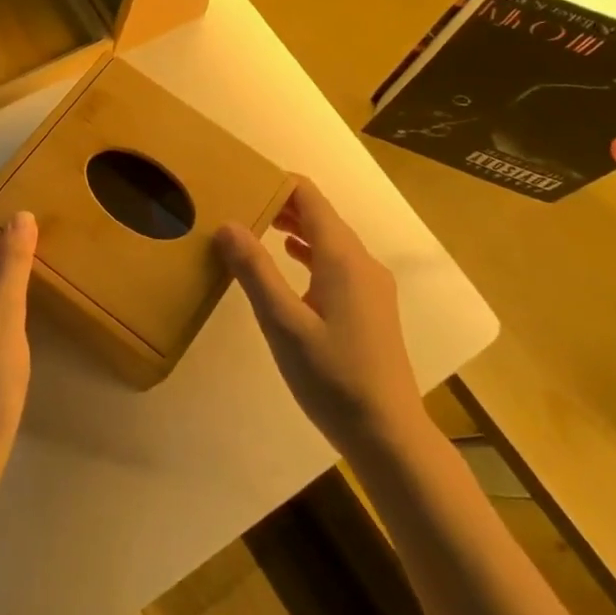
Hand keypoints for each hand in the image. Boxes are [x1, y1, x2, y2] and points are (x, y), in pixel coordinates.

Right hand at [216, 178, 429, 457]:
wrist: (388, 434)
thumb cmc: (333, 377)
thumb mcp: (283, 324)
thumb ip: (255, 271)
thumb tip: (228, 224)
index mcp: (343, 258)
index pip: (310, 198)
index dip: (277, 182)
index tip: (241, 180)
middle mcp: (361, 262)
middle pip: (320, 215)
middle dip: (281, 204)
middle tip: (237, 202)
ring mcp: (370, 285)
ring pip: (329, 240)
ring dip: (294, 227)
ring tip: (254, 226)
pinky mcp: (370, 307)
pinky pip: (336, 263)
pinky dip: (309, 253)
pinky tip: (288, 263)